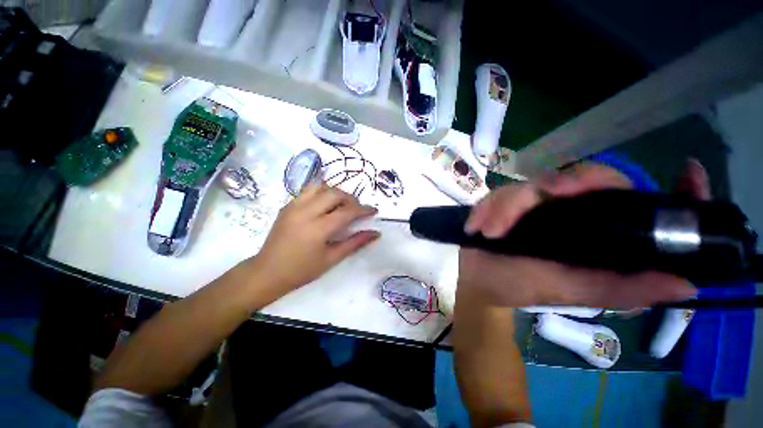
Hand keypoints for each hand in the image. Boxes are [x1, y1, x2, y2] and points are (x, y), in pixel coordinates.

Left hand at [250, 183, 379, 293]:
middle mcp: (306, 211)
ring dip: (335, 193)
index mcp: (318, 228)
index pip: (347, 211)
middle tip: (357, 210)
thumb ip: (355, 243)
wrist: (267, 272)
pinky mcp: (287, 206)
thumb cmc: (302, 270)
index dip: (363, 209)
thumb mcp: (331, 259)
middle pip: (335, 193)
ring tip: (341, 205)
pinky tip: (325, 206)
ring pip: (320, 187)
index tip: (374, 210)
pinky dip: (322, 193)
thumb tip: (375, 233)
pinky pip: (308, 191)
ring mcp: (294, 206)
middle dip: (351, 199)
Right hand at [459, 160, 707, 308]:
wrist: (478, 280)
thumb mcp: (568, 291)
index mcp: (596, 234)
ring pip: (532, 184)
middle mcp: (571, 213)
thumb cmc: (520, 286)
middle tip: (550, 193)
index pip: (641, 204)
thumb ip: (619, 288)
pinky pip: (499, 193)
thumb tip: (687, 285)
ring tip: (489, 232)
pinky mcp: (505, 202)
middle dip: (568, 182)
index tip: (690, 170)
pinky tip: (477, 227)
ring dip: (508, 205)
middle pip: (587, 179)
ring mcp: (535, 204)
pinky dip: (487, 208)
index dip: (673, 190)